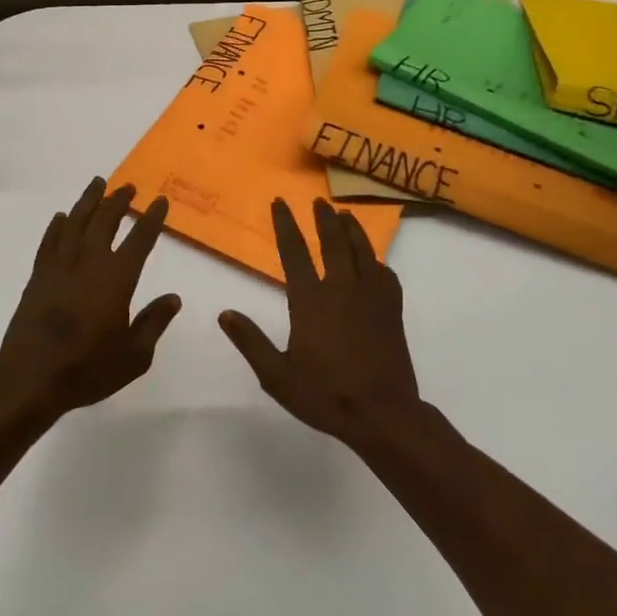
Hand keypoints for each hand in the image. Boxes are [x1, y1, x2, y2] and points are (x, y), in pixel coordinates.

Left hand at [0, 178, 180, 417]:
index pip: (140, 239)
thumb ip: (154, 323)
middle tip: (128, 186)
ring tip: (97, 183)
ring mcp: (60, 266)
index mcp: (117, 278)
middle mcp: (89, 262)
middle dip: (119, 200)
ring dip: (88, 201)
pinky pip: (49, 241)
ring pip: (75, 222)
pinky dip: (57, 226)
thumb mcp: (134, 355)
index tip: (160, 201)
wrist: (32, 377)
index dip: (152, 218)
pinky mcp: (38, 276)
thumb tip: (173, 298)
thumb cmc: (88, 368)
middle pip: (105, 220)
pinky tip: (61, 217)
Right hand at [219, 198, 420, 445]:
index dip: (285, 224)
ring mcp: (371, 297)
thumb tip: (224, 314)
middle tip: (318, 201)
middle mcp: (341, 289)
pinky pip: (385, 274)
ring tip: (345, 214)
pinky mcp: (392, 310)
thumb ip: (250, 342)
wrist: (383, 414)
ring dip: (352, 229)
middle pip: (333, 242)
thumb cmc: (325, 394)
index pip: (294, 252)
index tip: (279, 203)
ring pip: (362, 251)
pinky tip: (374, 261)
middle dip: (323, 218)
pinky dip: (377, 261)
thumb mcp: (277, 375)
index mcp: (310, 300)